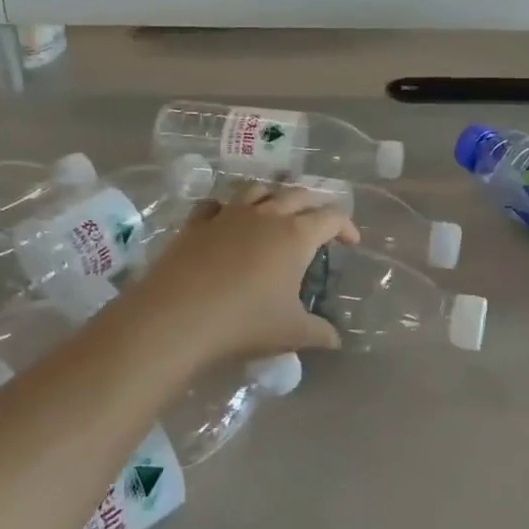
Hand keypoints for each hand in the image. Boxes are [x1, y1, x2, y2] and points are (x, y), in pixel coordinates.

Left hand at [106, 183, 357, 377]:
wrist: (177, 317)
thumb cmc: (244, 322)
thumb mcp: (291, 332)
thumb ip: (319, 333)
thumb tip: (336, 339)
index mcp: (296, 235)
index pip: (331, 217)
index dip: (346, 226)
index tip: (351, 242)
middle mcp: (267, 215)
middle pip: (298, 195)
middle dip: (313, 206)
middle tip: (317, 225)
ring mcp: (229, 214)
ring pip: (258, 189)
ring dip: (274, 196)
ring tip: (276, 212)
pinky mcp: (197, 222)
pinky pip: (217, 203)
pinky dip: (228, 207)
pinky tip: (227, 220)